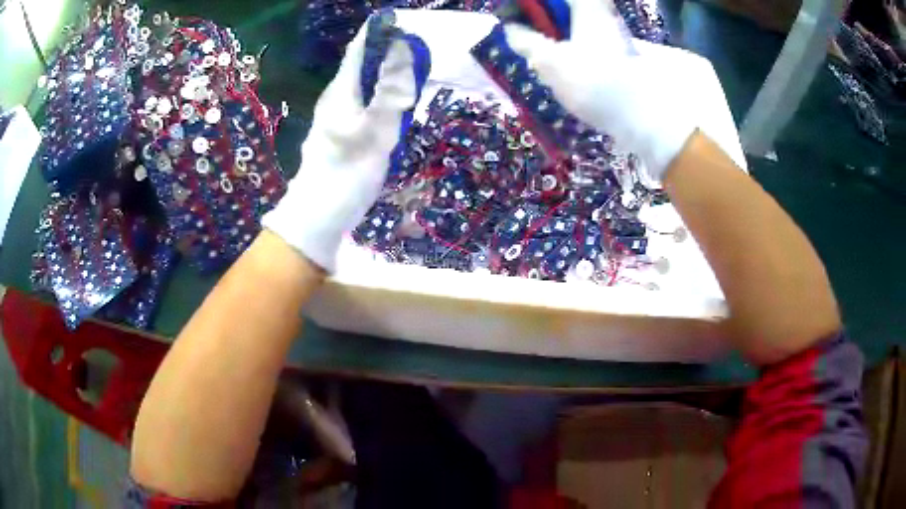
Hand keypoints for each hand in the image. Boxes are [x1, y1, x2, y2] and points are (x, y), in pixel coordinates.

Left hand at [263, 20, 421, 271]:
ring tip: (417, 71)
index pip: (360, 48)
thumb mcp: (375, 131)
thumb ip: (391, 91)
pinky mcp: (345, 131)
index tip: (408, 24)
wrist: (319, 215)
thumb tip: (403, 50)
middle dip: (391, 51)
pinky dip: (385, 95)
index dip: (381, 32)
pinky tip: (400, 104)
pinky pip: (368, 102)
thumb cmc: (346, 172)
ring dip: (389, 73)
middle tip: (423, 50)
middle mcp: (338, 96)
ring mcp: (339, 114)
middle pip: (365, 63)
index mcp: (342, 90)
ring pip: (367, 83)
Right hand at [503, 0, 745, 179]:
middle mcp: (604, 21)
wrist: (657, 130)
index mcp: (591, 13)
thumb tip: (507, 31)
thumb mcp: (559, 68)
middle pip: (571, 6)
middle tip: (522, 23)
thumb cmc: (611, 93)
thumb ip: (530, 46)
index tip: (526, 6)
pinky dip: (566, 43)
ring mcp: (614, 40)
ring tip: (531, 38)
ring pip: (577, 21)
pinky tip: (555, 58)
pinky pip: (585, 41)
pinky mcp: (619, 60)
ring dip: (554, 24)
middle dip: (545, 11)